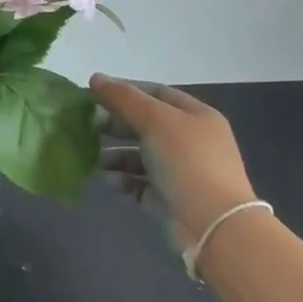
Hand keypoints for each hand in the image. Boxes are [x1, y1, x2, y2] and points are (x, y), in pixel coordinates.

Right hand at [91, 76, 256, 251]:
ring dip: (116, 155)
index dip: (126, 91)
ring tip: (95, 159)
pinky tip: (111, 182)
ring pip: (141, 156)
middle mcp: (191, 141)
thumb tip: (95, 78)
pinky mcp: (171, 198)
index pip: (157, 93)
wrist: (213, 224)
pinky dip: (124, 180)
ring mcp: (182, 171)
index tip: (94, 94)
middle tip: (89, 127)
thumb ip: (124, 98)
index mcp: (196, 116)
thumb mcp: (155, 121)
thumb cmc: (186, 161)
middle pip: (147, 124)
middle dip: (117, 125)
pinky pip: (141, 183)